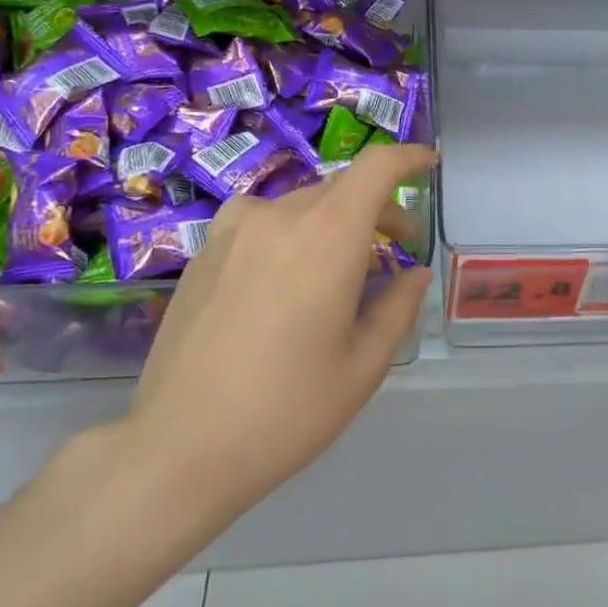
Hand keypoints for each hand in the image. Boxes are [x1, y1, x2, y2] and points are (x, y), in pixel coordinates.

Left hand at [123, 143, 436, 522]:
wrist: (179, 448)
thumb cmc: (287, 411)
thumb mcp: (363, 366)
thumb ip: (398, 307)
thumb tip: (414, 273)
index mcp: (328, 237)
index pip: (376, 168)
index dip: (407, 158)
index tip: (428, 165)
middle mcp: (279, 218)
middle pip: (342, 187)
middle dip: (379, 208)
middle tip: (398, 248)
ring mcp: (234, 232)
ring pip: (301, 204)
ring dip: (333, 220)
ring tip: (339, 264)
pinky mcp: (203, 253)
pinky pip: (260, 221)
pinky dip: (290, 231)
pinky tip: (284, 274)